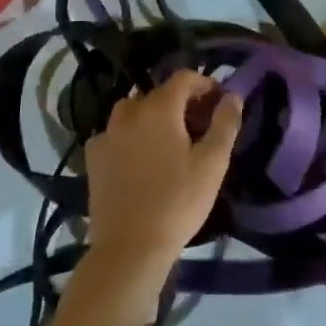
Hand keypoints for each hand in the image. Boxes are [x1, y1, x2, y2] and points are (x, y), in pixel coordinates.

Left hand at [82, 70, 241, 283]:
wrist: (129, 248)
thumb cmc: (177, 202)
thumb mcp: (213, 163)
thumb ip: (225, 123)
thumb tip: (232, 96)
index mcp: (159, 108)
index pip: (184, 77)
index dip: (205, 84)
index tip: (219, 103)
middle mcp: (128, 112)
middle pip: (158, 93)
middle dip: (181, 103)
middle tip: (200, 127)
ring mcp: (106, 134)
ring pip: (134, 112)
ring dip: (154, 117)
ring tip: (170, 142)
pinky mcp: (93, 158)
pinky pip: (116, 134)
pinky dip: (131, 137)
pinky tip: (141, 160)